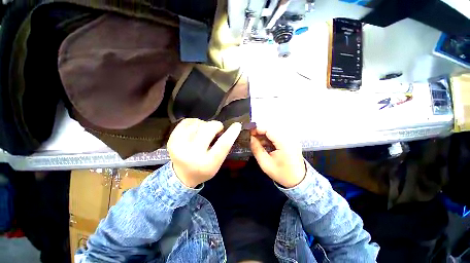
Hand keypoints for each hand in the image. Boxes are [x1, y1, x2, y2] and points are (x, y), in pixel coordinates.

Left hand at [167, 118, 241, 187]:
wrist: (182, 175)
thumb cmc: (204, 169)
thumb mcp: (218, 163)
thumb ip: (224, 147)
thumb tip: (228, 129)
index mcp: (207, 163)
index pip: (222, 145)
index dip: (231, 133)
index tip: (237, 125)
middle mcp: (192, 155)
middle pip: (208, 129)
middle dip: (216, 125)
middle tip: (218, 128)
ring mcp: (179, 146)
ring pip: (198, 123)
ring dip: (205, 124)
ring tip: (205, 132)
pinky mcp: (171, 139)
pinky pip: (186, 122)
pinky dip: (195, 122)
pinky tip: (196, 129)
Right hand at [250, 127, 305, 187]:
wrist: (298, 181)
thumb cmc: (281, 173)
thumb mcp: (265, 163)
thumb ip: (256, 149)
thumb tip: (251, 138)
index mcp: (284, 144)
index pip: (269, 130)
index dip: (258, 129)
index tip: (250, 132)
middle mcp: (289, 138)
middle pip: (272, 129)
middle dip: (260, 132)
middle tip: (252, 137)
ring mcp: (291, 139)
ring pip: (274, 132)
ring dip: (264, 135)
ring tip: (257, 142)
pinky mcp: (291, 141)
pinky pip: (278, 136)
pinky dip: (270, 138)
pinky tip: (264, 144)